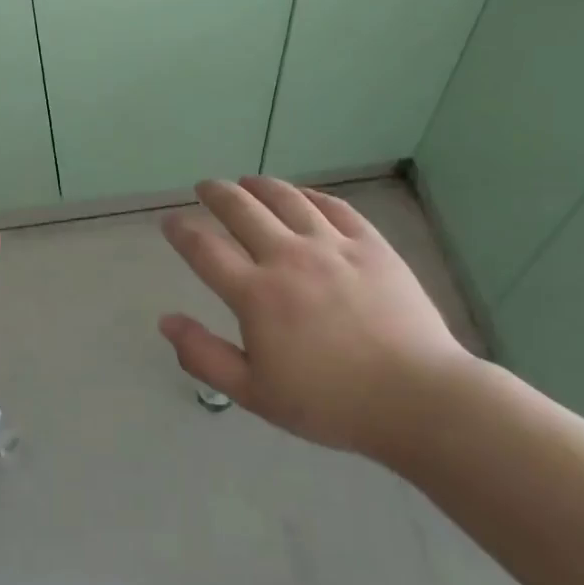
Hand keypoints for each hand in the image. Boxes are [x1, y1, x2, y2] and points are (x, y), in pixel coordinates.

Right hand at [158, 177, 480, 464]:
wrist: (417, 398)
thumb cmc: (330, 403)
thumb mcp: (254, 393)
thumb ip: (204, 356)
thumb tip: (166, 321)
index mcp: (256, 294)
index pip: (204, 249)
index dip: (181, 232)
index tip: (170, 222)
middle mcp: (288, 257)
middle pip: (241, 209)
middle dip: (216, 193)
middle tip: (205, 187)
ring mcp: (332, 246)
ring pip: (287, 198)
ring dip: (259, 185)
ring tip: (247, 181)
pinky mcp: (371, 245)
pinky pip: (333, 207)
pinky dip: (309, 195)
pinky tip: (301, 196)